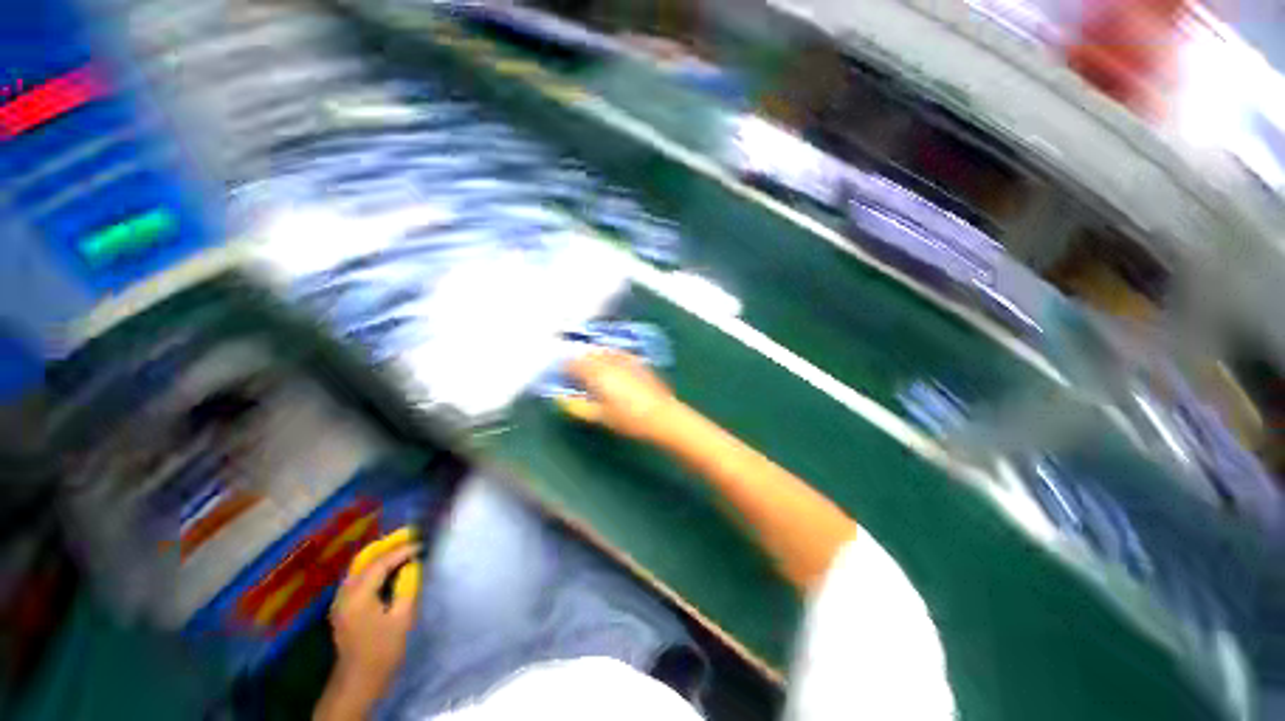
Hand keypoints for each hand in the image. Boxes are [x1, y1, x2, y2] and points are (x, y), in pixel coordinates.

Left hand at [326, 540, 420, 709]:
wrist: (359, 680)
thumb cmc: (383, 650)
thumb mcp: (402, 618)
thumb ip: (408, 587)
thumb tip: (414, 565)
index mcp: (358, 596)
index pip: (381, 563)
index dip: (402, 550)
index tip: (423, 543)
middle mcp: (345, 593)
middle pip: (366, 560)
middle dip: (389, 546)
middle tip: (412, 536)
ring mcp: (341, 600)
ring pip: (360, 567)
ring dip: (381, 555)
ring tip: (403, 547)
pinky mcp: (344, 606)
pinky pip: (358, 577)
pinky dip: (374, 566)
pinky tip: (389, 567)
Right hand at [566, 349, 675, 441]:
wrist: (661, 416)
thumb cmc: (628, 419)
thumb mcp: (601, 416)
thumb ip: (579, 407)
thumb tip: (563, 401)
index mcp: (597, 375)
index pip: (574, 364)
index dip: (565, 367)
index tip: (561, 374)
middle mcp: (609, 363)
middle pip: (589, 354)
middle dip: (579, 360)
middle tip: (575, 370)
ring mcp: (625, 360)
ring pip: (604, 351)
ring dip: (595, 355)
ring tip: (592, 365)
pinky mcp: (638, 363)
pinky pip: (620, 353)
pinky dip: (611, 355)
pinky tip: (613, 361)